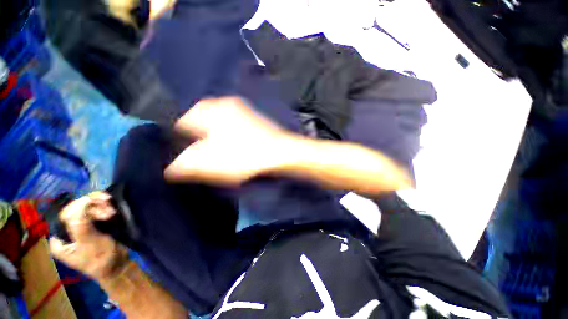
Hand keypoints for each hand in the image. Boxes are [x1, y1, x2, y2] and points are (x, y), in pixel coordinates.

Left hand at [49, 192, 127, 279]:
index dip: (82, 206)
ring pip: (87, 208)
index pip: (66, 214)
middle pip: (77, 209)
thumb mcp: (88, 243)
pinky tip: (112, 211)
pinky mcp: (94, 226)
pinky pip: (96, 211)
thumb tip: (83, 201)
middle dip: (94, 207)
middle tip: (110, 211)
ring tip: (112, 212)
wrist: (117, 266)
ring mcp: (81, 228)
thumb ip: (81, 223)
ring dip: (101, 207)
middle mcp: (67, 231)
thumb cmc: (100, 258)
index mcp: (59, 238)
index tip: (100, 203)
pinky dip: (104, 208)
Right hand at [165, 96, 410, 193]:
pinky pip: (230, 133)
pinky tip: (229, 156)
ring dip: (210, 145)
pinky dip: (225, 144)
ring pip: (215, 129)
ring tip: (210, 161)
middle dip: (192, 143)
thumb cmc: (247, 157)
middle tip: (193, 162)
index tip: (178, 160)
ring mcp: (241, 114)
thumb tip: (169, 167)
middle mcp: (224, 106)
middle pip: (197, 126)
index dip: (175, 143)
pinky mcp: (253, 124)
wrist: (284, 155)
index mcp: (210, 110)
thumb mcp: (209, 164)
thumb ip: (182, 164)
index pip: (179, 124)